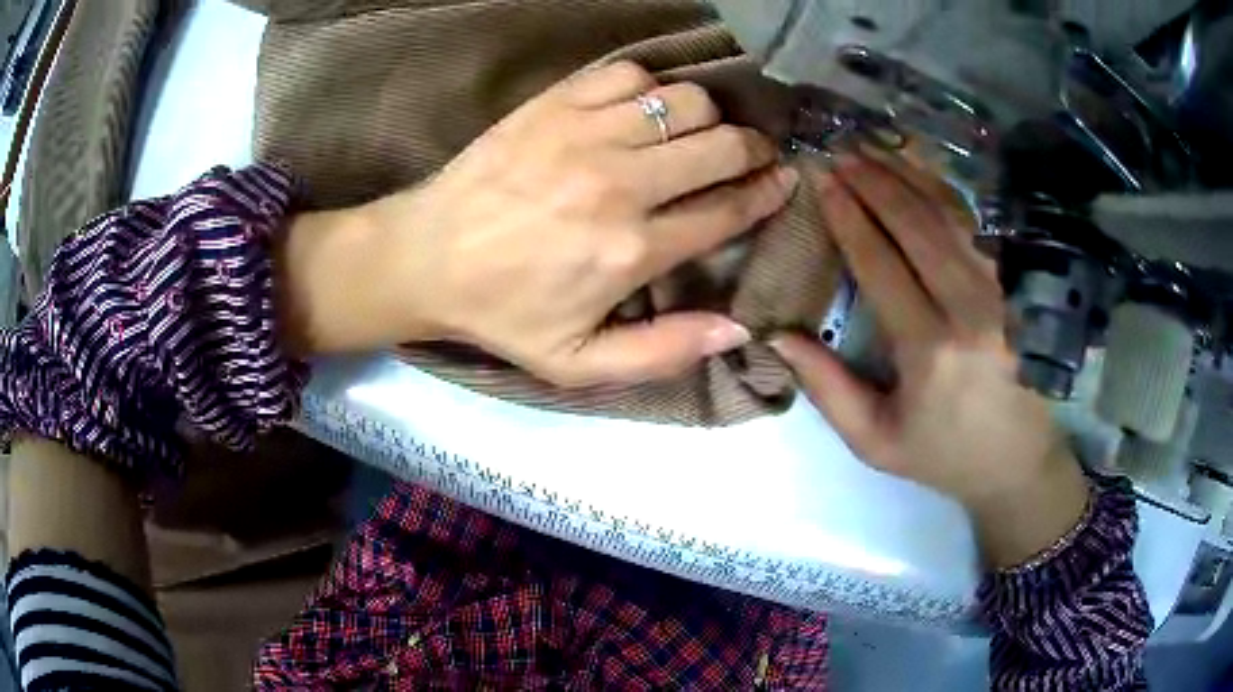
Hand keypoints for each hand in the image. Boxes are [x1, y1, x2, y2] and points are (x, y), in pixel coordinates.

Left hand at [280, 62, 798, 385]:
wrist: (426, 257)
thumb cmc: (503, 313)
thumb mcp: (579, 362)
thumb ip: (663, 352)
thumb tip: (739, 329)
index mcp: (631, 251)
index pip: (727, 210)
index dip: (766, 193)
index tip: (784, 180)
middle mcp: (620, 184)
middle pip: (719, 146)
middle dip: (750, 149)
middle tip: (750, 155)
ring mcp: (586, 134)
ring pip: (685, 102)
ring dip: (705, 117)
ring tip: (698, 133)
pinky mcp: (555, 103)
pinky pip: (631, 74)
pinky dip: (651, 87)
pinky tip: (642, 110)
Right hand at [771, 149, 1088, 567]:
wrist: (1019, 462)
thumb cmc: (943, 454)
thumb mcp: (875, 441)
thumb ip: (827, 389)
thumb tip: (777, 336)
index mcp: (930, 350)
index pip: (882, 264)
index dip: (849, 217)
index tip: (822, 179)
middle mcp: (970, 309)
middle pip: (917, 226)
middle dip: (875, 182)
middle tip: (842, 149)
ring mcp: (1002, 291)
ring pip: (951, 216)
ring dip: (910, 175)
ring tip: (875, 146)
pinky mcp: (1017, 286)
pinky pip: (978, 226)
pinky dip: (947, 192)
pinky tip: (923, 171)